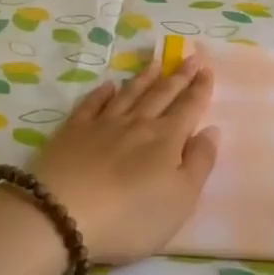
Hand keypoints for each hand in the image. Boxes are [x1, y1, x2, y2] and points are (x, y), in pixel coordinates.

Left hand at [33, 57, 219, 262]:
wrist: (62, 214)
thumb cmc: (132, 217)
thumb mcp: (181, 200)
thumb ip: (200, 163)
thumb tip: (211, 130)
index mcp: (167, 139)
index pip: (189, 107)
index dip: (200, 88)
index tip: (206, 69)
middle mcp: (137, 123)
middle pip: (161, 94)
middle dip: (178, 76)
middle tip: (189, 57)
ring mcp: (103, 124)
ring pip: (129, 94)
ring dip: (144, 78)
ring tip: (155, 63)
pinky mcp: (73, 132)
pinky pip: (92, 104)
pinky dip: (102, 93)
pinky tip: (108, 85)